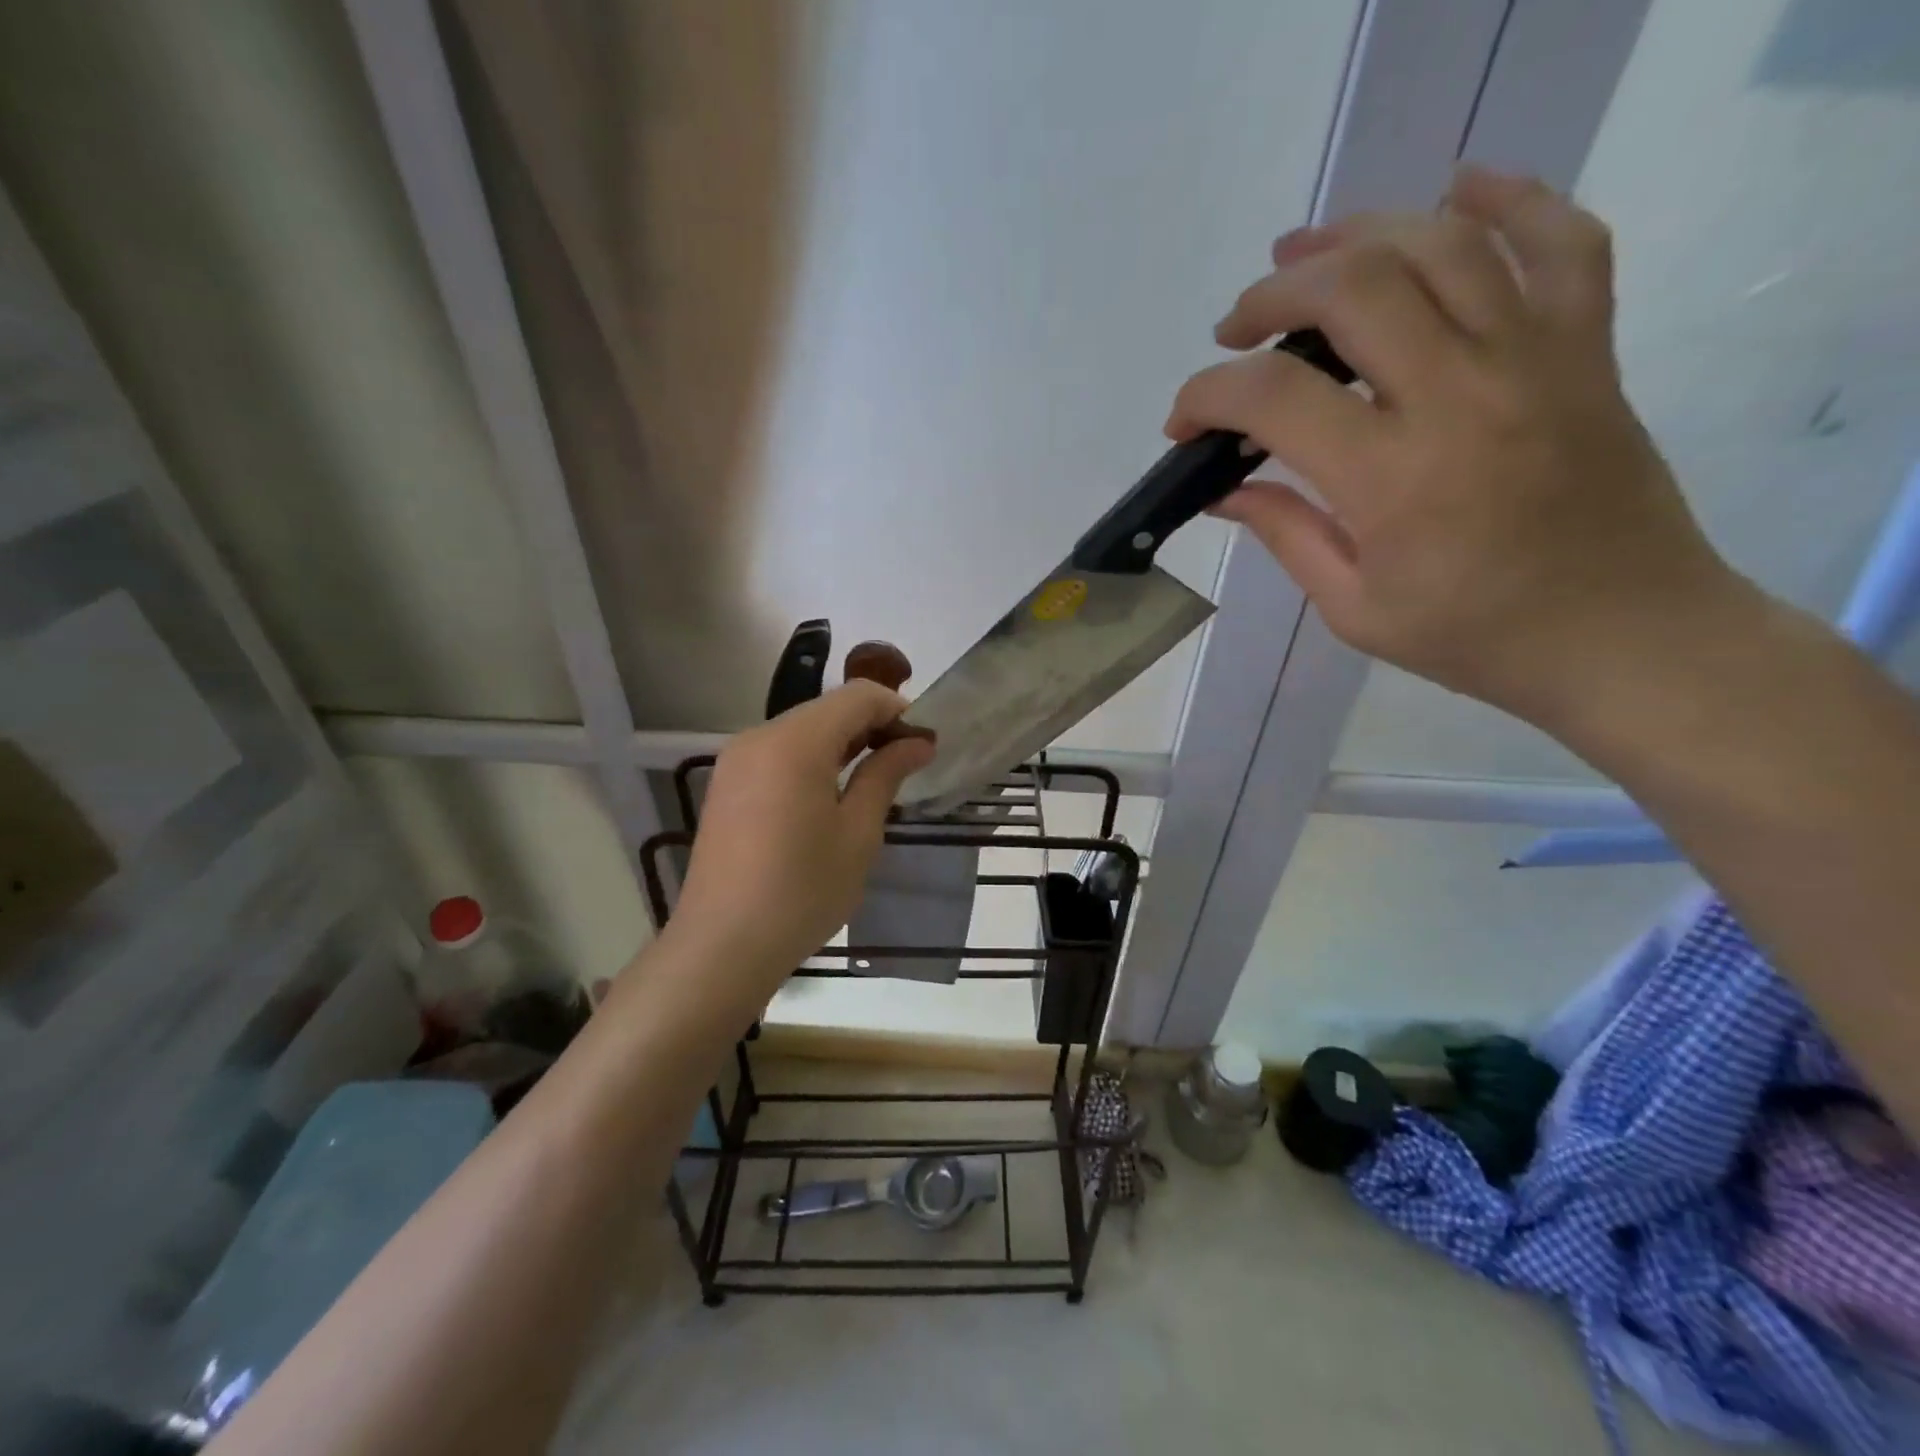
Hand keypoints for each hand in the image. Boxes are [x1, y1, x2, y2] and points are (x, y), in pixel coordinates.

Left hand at [667, 682, 935, 1003]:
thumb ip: (886, 775)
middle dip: (872, 725)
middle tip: (907, 763)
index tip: (925, 743)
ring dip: (844, 742)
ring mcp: (737, 759)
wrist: (723, 945)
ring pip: (803, 729)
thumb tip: (918, 743)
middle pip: (828, 709)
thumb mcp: (858, 833)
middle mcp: (759, 736)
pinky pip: (780, 752)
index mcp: (794, 742)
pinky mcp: (727, 783)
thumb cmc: (803, 891)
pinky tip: (832, 794)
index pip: (857, 696)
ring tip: (876, 779)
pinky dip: (814, 759)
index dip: (897, 710)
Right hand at [1169, 166, 1739, 725]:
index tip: (1184, 423)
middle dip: (1272, 296)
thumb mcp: (1354, 608)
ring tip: (1303, 257)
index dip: (1207, 396)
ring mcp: (1535, 358)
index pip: (1274, 397)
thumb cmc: (1472, 636)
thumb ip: (1286, 534)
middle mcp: (1462, 396)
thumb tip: (1222, 489)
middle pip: (1353, 288)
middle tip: (1236, 330)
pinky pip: (1560, 240)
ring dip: (1355, 237)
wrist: (1621, 634)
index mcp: (1392, 479)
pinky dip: (1509, 198)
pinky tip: (1454, 189)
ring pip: (1441, 245)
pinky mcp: (1586, 347)